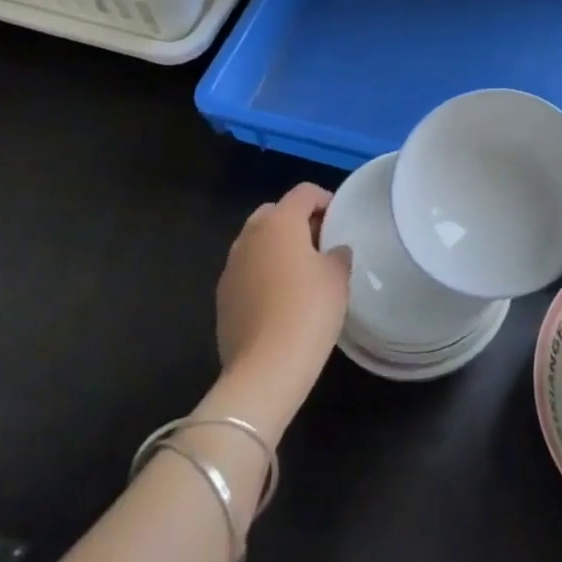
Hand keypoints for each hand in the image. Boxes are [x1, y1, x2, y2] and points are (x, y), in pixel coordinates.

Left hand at [216, 184, 349, 410]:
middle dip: (296, 221)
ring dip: (277, 247)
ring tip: (301, 272)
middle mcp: (249, 236)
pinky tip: (281, 300)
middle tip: (320, 243)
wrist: (265, 369)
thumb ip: (337, 254)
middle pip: (274, 213)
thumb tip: (333, 251)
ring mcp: (231, 267)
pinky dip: (263, 274)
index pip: (304, 193)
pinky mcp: (222, 297)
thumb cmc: (309, 310)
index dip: (325, 199)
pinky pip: (246, 271)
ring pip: (256, 242)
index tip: (340, 219)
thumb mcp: (338, 277)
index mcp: (279, 222)